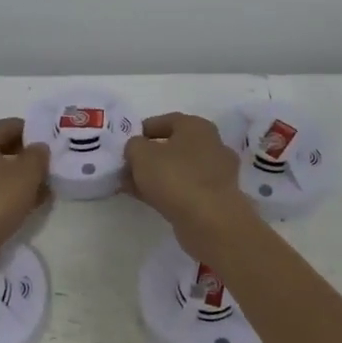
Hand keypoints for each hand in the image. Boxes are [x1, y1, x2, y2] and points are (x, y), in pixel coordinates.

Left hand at [0, 118, 49, 260]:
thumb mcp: (27, 174)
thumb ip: (38, 155)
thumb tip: (38, 148)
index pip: (10, 125)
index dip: (34, 131)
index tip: (53, 145)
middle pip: (2, 148)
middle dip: (28, 158)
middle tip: (51, 169)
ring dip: (20, 180)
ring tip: (44, 191)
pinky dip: (8, 196)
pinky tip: (27, 207)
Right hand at [124, 113, 255, 257]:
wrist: (210, 221)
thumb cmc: (175, 177)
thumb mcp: (141, 154)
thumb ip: (134, 146)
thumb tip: (137, 149)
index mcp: (197, 126)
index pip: (166, 121)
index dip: (142, 130)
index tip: (125, 143)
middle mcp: (211, 145)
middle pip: (173, 146)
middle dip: (148, 156)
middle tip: (126, 167)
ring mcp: (216, 173)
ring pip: (178, 169)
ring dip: (155, 176)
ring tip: (130, 186)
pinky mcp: (215, 198)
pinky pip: (184, 188)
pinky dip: (166, 191)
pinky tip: (145, 199)